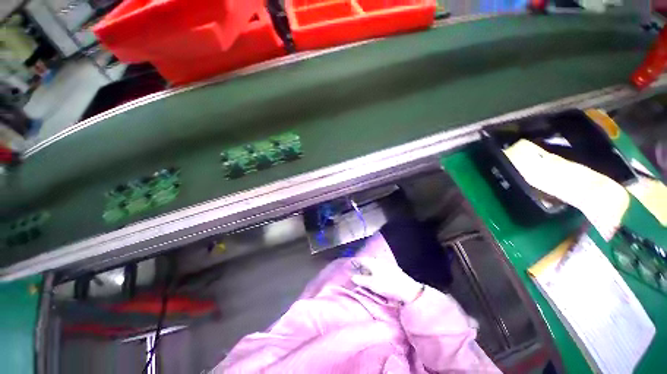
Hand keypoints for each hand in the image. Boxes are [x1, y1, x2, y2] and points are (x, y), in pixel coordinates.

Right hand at [350, 257, 423, 303]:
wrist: (407, 289)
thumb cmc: (387, 285)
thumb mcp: (372, 284)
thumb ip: (361, 280)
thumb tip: (352, 277)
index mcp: (372, 262)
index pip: (360, 260)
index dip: (354, 263)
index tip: (349, 268)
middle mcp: (378, 260)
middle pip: (367, 261)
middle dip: (361, 266)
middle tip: (356, 273)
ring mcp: (385, 264)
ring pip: (373, 264)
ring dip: (368, 269)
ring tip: (364, 276)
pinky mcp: (391, 268)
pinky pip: (379, 268)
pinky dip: (374, 271)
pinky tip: (375, 277)